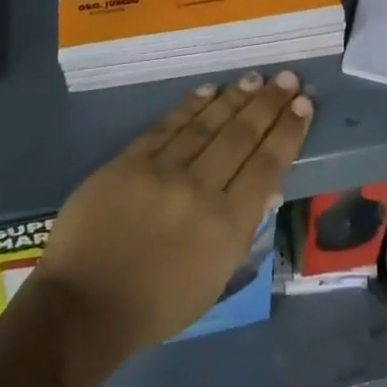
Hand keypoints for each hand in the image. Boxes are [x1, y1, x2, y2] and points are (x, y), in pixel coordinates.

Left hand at [30, 71, 313, 368]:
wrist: (83, 307)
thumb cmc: (156, 307)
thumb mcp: (213, 281)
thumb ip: (241, 230)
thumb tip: (269, 187)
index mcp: (226, 228)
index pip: (266, 166)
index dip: (287, 132)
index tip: (303, 105)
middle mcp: (200, 191)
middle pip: (241, 137)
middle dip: (268, 104)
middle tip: (287, 78)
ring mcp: (162, 171)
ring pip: (207, 124)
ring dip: (234, 98)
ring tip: (254, 78)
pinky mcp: (130, 161)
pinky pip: (168, 125)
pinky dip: (191, 106)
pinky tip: (209, 90)